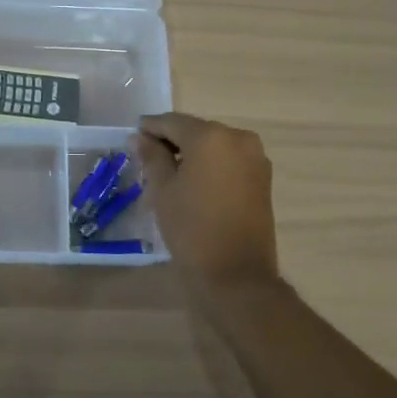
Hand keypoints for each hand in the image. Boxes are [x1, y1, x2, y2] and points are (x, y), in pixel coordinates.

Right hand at [135, 113, 279, 293]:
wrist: (237, 275)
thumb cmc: (192, 228)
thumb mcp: (162, 190)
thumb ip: (152, 156)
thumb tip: (140, 137)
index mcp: (210, 136)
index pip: (172, 122)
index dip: (150, 128)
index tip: (133, 136)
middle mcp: (237, 138)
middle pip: (195, 130)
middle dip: (171, 140)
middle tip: (147, 157)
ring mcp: (255, 157)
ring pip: (214, 145)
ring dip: (192, 152)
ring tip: (168, 172)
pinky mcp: (263, 177)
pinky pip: (229, 160)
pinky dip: (210, 164)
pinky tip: (193, 181)